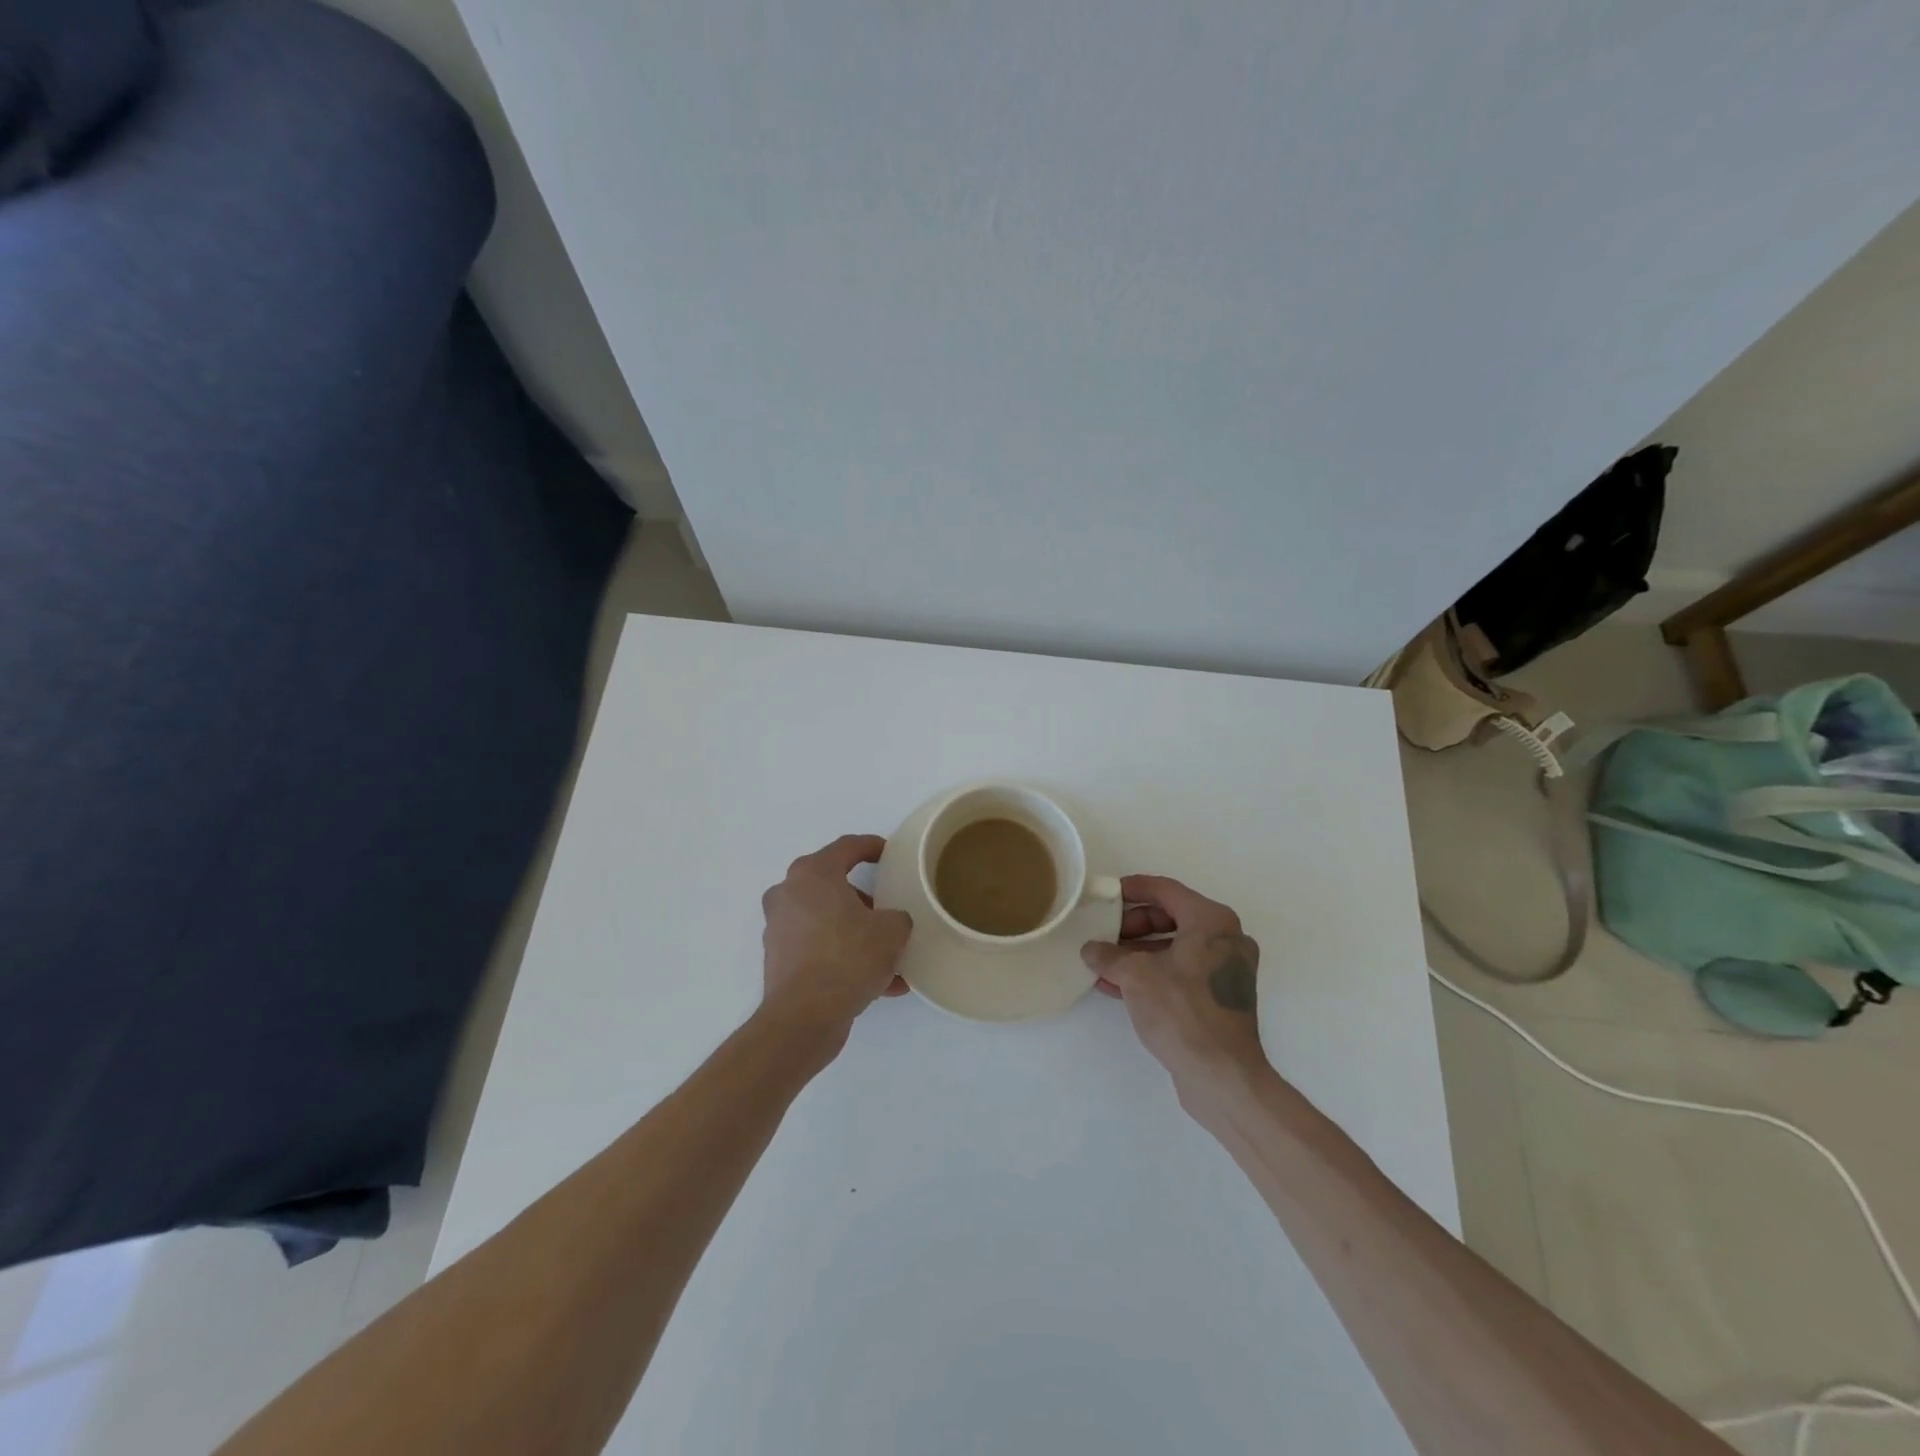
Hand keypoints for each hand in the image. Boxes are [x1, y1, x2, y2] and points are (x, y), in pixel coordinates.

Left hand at [760, 834, 912, 1054]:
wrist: (804, 1017)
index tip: (889, 853)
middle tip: (888, 911)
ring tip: (890, 959)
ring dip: (856, 934)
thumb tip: (891, 923)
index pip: (847, 846)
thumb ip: (897, 917)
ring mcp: (779, 927)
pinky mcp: (779, 959)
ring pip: (827, 921)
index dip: (872, 846)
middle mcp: (788, 893)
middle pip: (833, 885)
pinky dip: (844, 958)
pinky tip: (878, 985)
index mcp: (812, 873)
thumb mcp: (891, 932)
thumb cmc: (847, 958)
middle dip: (864, 900)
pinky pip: (819, 949)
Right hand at [1081, 875, 1266, 1101]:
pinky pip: (1182, 972)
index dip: (1133, 889)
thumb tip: (1092, 950)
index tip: (1106, 894)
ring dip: (1138, 952)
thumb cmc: (1181, 1010)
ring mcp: (1226, 970)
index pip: (1166, 890)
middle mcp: (1225, 939)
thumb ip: (1108, 955)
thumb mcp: (1135, 976)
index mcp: (1212, 921)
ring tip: (1103, 961)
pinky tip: (1118, 985)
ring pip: (1175, 947)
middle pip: (1171, 917)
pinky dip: (1153, 973)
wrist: (1222, 1076)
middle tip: (1104, 933)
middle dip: (1133, 925)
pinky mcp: (1221, 998)